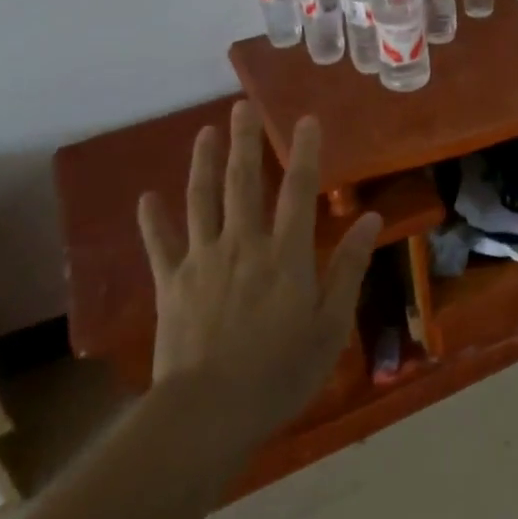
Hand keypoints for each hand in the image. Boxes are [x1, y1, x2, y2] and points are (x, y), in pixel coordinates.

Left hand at [137, 101, 380, 446]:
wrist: (208, 412)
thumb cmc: (281, 372)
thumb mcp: (331, 324)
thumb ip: (349, 267)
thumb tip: (371, 219)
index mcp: (286, 254)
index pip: (299, 190)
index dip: (304, 152)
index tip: (305, 119)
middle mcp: (243, 245)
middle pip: (244, 183)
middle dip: (244, 142)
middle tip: (240, 106)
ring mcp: (202, 261)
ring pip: (202, 201)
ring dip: (203, 163)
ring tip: (204, 132)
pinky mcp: (170, 284)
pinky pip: (160, 244)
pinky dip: (153, 220)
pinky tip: (146, 197)